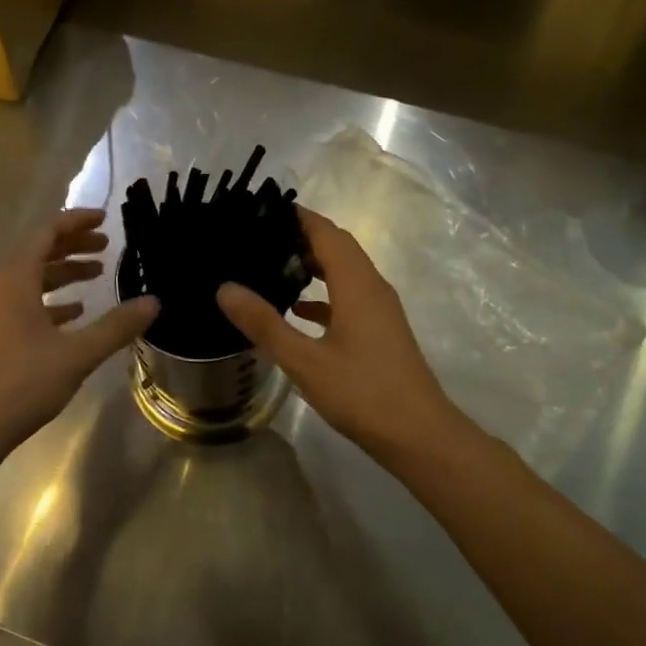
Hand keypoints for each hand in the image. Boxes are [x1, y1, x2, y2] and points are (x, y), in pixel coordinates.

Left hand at [0, 208, 157, 470]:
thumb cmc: (20, 385)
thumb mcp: (76, 355)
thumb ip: (115, 327)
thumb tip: (153, 302)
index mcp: (13, 280)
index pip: (46, 233)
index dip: (76, 222)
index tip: (104, 219)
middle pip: (36, 253)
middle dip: (72, 247)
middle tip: (106, 246)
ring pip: (28, 281)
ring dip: (61, 274)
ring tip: (96, 277)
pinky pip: (19, 304)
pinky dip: (47, 302)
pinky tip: (71, 316)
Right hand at [217, 206, 463, 465]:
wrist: (421, 437)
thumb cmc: (363, 394)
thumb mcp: (305, 361)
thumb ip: (265, 324)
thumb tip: (225, 288)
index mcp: (357, 285)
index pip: (326, 232)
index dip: (297, 215)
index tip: (261, 208)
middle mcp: (372, 287)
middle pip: (337, 246)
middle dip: (301, 235)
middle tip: (258, 234)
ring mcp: (380, 310)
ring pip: (344, 271)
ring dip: (312, 263)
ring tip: (270, 264)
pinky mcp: (380, 331)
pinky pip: (348, 296)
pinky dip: (323, 293)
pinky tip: (296, 310)